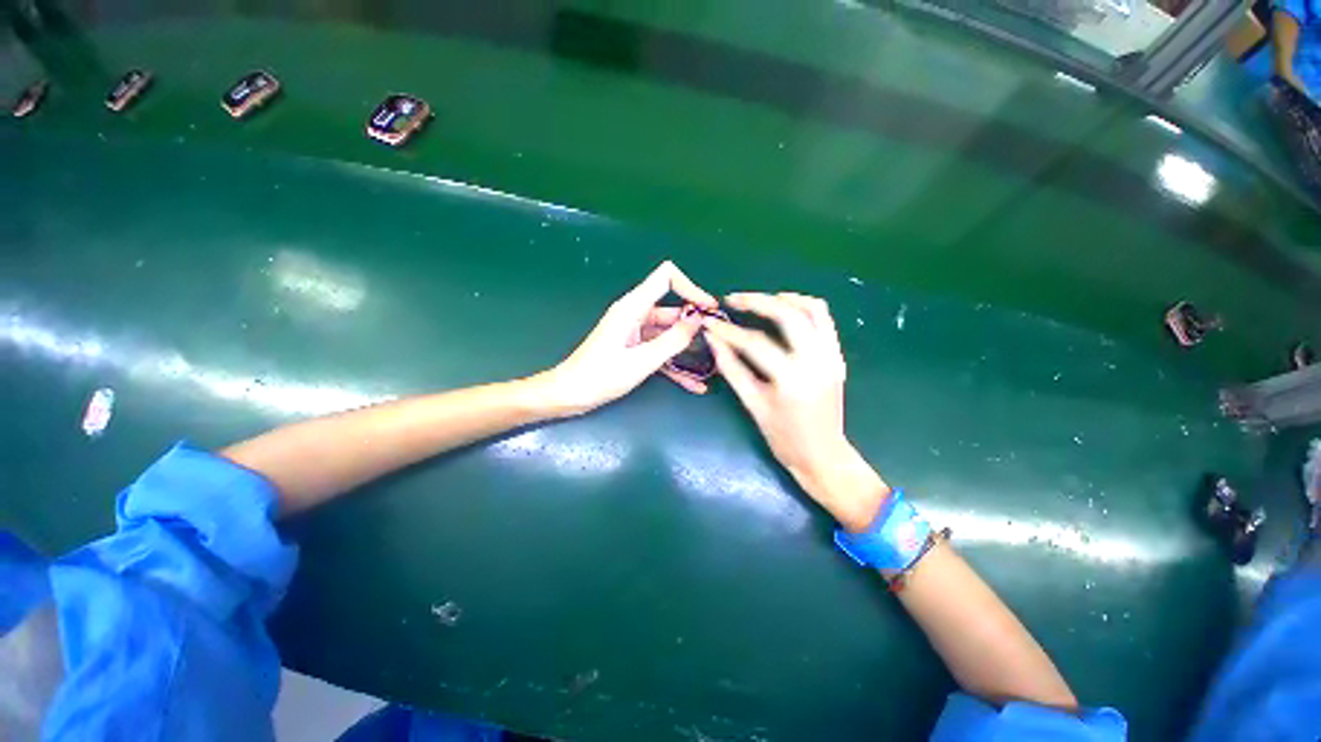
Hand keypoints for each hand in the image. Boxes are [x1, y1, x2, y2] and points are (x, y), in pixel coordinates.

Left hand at [538, 261, 718, 415]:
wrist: (570, 395)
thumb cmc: (600, 376)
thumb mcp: (641, 361)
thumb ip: (672, 340)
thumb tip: (698, 320)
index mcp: (633, 307)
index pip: (666, 277)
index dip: (690, 287)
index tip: (709, 309)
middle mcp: (635, 314)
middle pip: (672, 309)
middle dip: (696, 323)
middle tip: (718, 341)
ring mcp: (635, 333)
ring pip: (669, 333)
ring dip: (688, 348)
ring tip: (712, 363)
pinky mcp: (634, 348)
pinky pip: (660, 351)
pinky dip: (675, 364)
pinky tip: (695, 384)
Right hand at [704, 292, 887, 529]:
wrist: (824, 455)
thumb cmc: (783, 438)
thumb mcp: (753, 404)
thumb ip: (732, 369)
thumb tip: (713, 340)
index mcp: (791, 379)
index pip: (755, 343)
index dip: (728, 331)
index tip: (710, 322)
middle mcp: (815, 361)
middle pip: (787, 315)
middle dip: (757, 301)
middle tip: (733, 299)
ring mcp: (831, 356)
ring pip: (813, 310)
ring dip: (785, 299)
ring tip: (761, 299)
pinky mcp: (837, 356)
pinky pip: (825, 321)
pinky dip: (805, 308)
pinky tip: (786, 309)